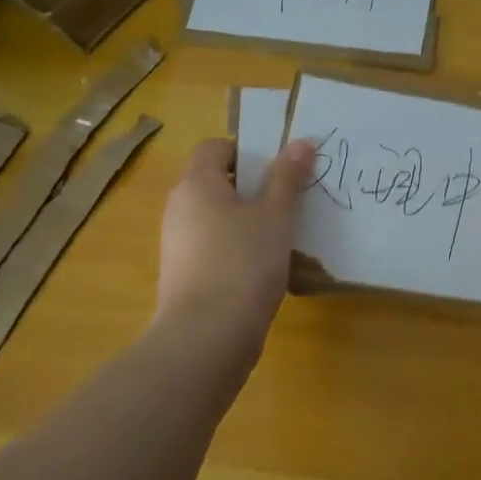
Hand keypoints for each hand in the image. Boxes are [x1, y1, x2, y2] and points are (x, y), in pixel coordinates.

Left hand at [153, 136, 316, 358]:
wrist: (207, 337)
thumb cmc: (243, 262)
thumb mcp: (275, 215)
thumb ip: (287, 177)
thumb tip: (301, 142)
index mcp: (196, 184)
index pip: (215, 147)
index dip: (247, 150)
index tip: (279, 166)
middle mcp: (180, 208)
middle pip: (216, 181)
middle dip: (254, 185)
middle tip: (291, 195)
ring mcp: (179, 244)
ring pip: (218, 216)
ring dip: (249, 217)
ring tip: (286, 230)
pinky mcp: (185, 274)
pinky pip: (215, 245)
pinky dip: (239, 245)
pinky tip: (267, 263)